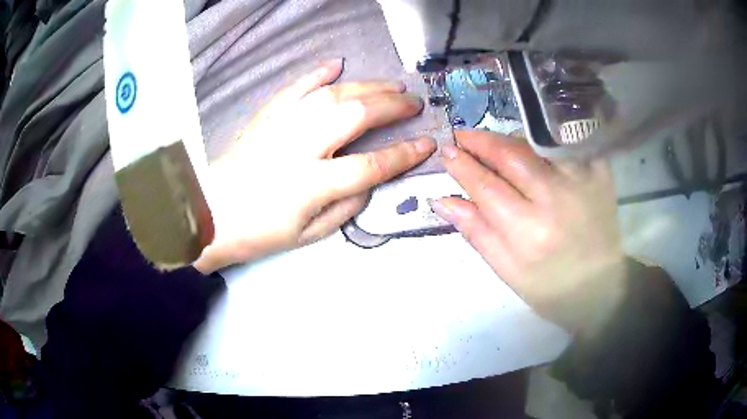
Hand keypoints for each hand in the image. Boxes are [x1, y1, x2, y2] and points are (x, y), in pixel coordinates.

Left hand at [195, 59, 435, 272]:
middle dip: (391, 106)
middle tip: (413, 102)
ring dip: (366, 86)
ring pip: (331, 95)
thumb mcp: (307, 235)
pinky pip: (295, 88)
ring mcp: (280, 127)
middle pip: (355, 115)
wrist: (209, 215)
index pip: (371, 164)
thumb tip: (368, 182)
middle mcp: (299, 147)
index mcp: (312, 185)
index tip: (427, 143)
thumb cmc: (258, 233)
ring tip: (390, 84)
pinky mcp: (265, 117)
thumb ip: (344, 207)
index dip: (404, 154)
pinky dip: (317, 74)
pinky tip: (337, 65)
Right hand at [431, 131, 625, 334]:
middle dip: (481, 141)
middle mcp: (556, 199)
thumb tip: (442, 200)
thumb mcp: (507, 270)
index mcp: (529, 232)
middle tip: (463, 137)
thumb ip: (476, 231)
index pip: (486, 186)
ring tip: (494, 145)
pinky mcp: (600, 173)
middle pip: (511, 155)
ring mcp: (582, 181)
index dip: (463, 166)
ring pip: (537, 144)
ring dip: (509, 139)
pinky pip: (566, 143)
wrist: (600, 287)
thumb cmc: (549, 286)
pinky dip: (544, 141)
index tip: (447, 151)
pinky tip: (532, 147)